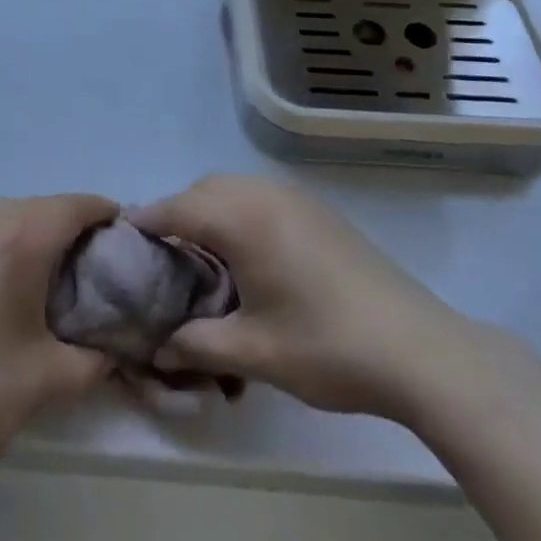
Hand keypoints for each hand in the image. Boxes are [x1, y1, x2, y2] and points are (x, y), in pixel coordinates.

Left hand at [0, 194, 117, 475]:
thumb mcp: (50, 380)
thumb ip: (96, 360)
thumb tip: (115, 350)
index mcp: (22, 236)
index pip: (79, 206)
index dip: (110, 219)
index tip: (128, 250)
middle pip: (48, 206)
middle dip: (78, 230)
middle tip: (97, 273)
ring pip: (16, 214)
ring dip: (42, 234)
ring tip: (56, 281)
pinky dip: (11, 242)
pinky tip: (11, 287)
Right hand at [132, 175, 484, 423]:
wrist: (419, 348)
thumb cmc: (328, 347)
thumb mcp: (254, 353)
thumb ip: (197, 344)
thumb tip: (158, 347)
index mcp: (242, 219)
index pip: (176, 209)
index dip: (145, 223)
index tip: (122, 243)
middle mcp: (264, 194)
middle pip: (203, 190)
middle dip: (176, 214)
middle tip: (163, 259)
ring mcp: (295, 198)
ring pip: (233, 188)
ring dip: (209, 210)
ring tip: (202, 256)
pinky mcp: (318, 210)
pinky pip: (260, 195)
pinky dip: (238, 211)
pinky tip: (248, 254)